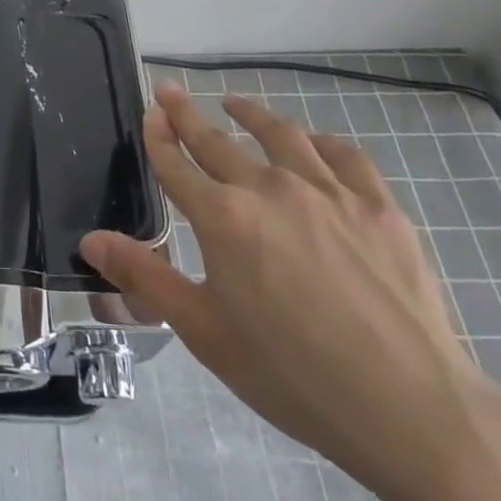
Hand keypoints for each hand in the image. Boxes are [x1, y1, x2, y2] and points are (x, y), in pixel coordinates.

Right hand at [81, 84, 495, 499]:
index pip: (176, 163)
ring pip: (280, 135)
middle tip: (172, 91)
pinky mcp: (378, 206)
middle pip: (217, 140)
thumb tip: (90, 239)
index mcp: (222, 217)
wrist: (409, 409)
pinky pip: (344, 156)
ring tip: (236, 101)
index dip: (158, 136)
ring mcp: (327, 191)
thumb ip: (145, 278)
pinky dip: (320, 141)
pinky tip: (313, 143)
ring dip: (251, 113)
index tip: (150, 111)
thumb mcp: (205, 332)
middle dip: (188, 113)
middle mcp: (268, 188)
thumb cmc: (293, 375)